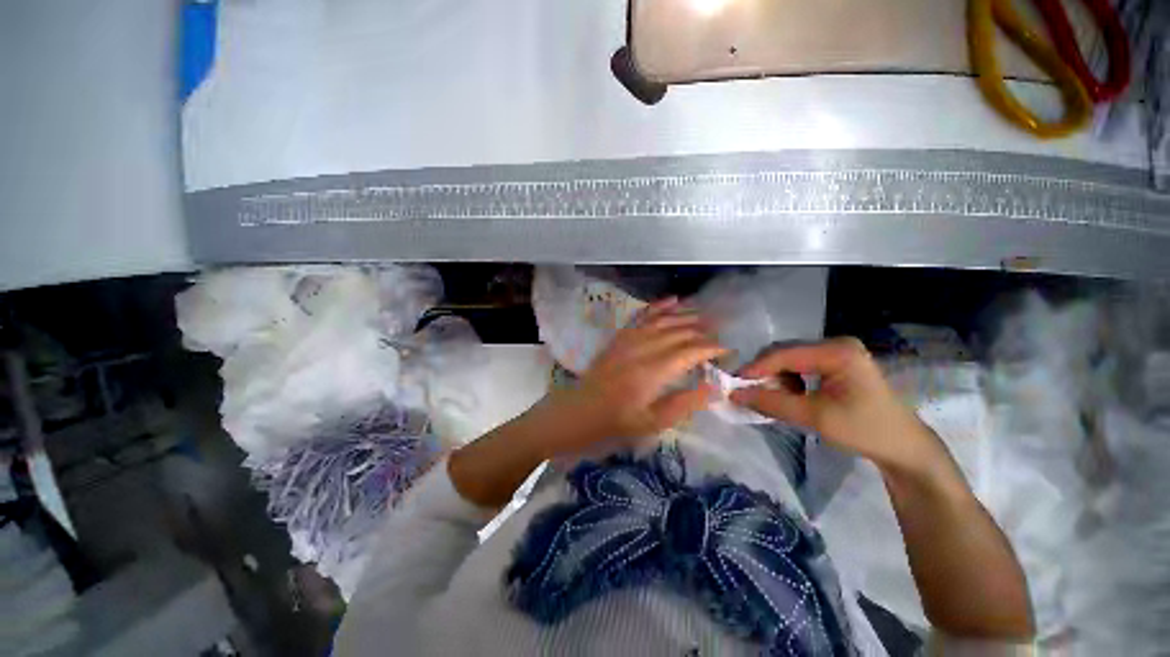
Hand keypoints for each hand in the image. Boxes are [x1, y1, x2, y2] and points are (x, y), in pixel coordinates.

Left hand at [546, 297, 727, 453]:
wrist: (577, 412)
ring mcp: (629, 340)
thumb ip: (684, 403)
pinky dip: (659, 306)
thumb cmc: (616, 423)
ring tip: (704, 316)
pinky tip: (672, 300)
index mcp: (652, 372)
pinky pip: (642, 316)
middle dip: (702, 331)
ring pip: (662, 320)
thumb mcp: (653, 423)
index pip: (689, 352)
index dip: (711, 349)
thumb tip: (715, 387)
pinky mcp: (619, 338)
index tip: (727, 351)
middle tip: (720, 333)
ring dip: (685, 316)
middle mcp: (642, 349)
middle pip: (678, 333)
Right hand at [731, 337, 944, 476]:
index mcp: (837, 351)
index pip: (785, 353)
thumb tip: (734, 395)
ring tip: (774, 398)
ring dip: (776, 377)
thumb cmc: (864, 431)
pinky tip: (790, 395)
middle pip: (785, 352)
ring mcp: (837, 352)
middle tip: (749, 393)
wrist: (904, 448)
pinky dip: (788, 380)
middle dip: (765, 373)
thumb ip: (773, 403)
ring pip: (790, 359)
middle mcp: (835, 344)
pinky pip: (800, 366)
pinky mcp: (836, 363)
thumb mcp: (815, 418)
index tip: (734, 385)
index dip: (756, 368)